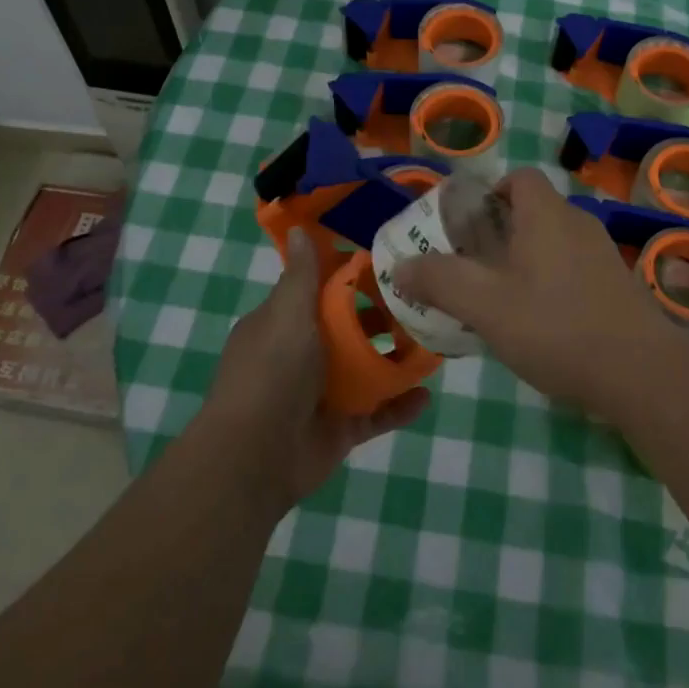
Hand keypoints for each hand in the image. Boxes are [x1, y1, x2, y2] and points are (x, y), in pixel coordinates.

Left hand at [203, 228, 428, 509]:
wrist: (255, 457)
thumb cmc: (271, 373)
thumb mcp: (287, 315)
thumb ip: (301, 276)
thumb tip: (298, 229)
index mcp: (283, 324)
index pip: (320, 290)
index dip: (351, 275)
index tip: (389, 261)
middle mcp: (303, 355)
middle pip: (349, 329)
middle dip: (383, 316)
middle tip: (423, 301)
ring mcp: (323, 393)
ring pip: (367, 369)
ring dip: (396, 358)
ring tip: (433, 343)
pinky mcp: (341, 427)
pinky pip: (377, 412)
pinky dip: (400, 405)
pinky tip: (427, 394)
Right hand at [392, 168, 687, 421]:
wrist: (641, 373)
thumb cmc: (556, 327)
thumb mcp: (485, 306)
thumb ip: (439, 281)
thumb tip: (400, 266)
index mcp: (547, 215)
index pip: (520, 178)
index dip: (491, 192)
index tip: (467, 225)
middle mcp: (579, 225)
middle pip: (535, 211)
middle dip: (500, 232)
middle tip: (472, 266)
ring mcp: (603, 257)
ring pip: (554, 244)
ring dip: (525, 261)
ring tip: (499, 299)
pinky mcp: (618, 288)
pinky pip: (574, 270)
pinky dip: (551, 284)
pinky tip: (540, 325)